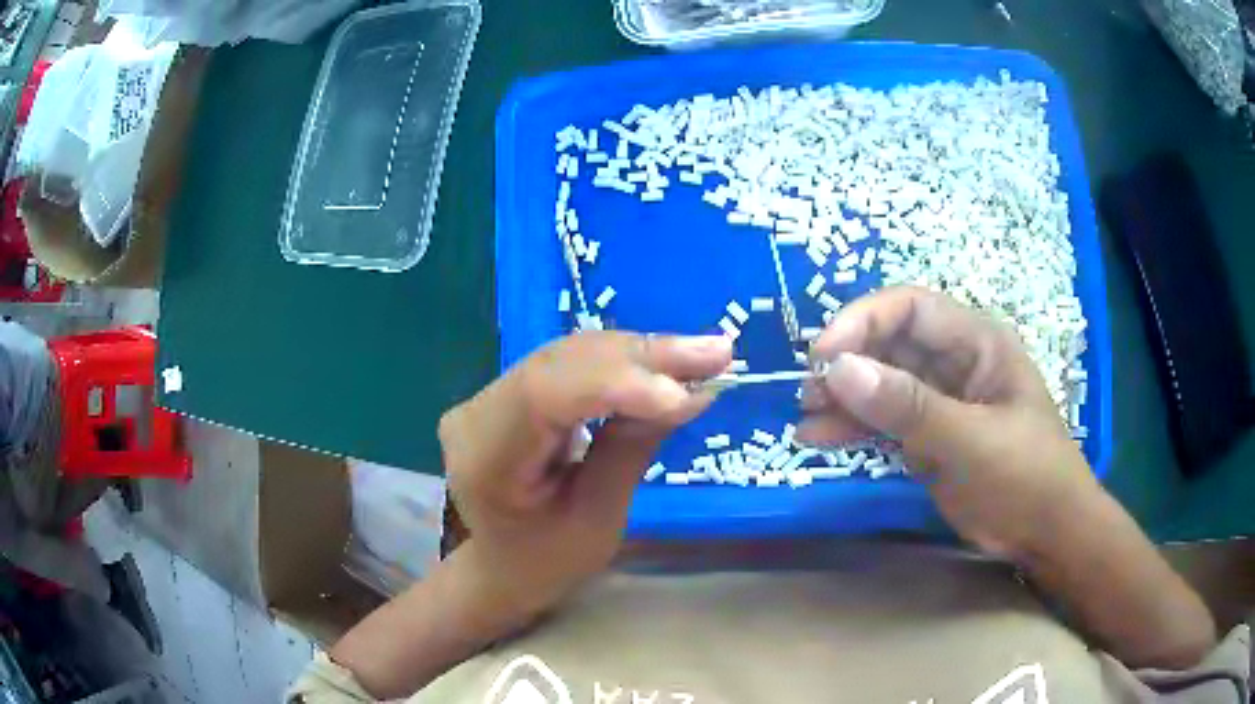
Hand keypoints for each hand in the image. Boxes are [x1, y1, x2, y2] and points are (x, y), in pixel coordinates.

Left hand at [438, 331, 731, 623]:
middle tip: (717, 353)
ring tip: (706, 353)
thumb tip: (688, 390)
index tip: (686, 393)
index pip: (544, 396)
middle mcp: (475, 411)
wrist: (502, 566)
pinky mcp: (510, 390)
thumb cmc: (546, 562)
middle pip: (561, 363)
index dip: (616, 383)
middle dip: (643, 357)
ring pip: (570, 354)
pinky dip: (624, 362)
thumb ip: (631, 449)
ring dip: (641, 353)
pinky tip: (667, 361)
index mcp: (484, 458)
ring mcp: (488, 395)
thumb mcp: (596, 521)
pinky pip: (571, 364)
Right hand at [797, 286, 1099, 556]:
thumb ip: (909, 406)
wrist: (1045, 535)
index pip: (911, 309)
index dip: (864, 320)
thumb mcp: (971, 441)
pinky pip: (884, 420)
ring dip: (844, 396)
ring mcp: (941, 401)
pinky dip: (853, 427)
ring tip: (807, 417)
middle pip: (891, 343)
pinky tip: (820, 438)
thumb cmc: (1025, 477)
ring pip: (882, 383)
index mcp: (976, 342)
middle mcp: (955, 363)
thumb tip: (839, 369)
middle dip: (848, 362)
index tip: (823, 354)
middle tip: (809, 391)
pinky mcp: (930, 436)